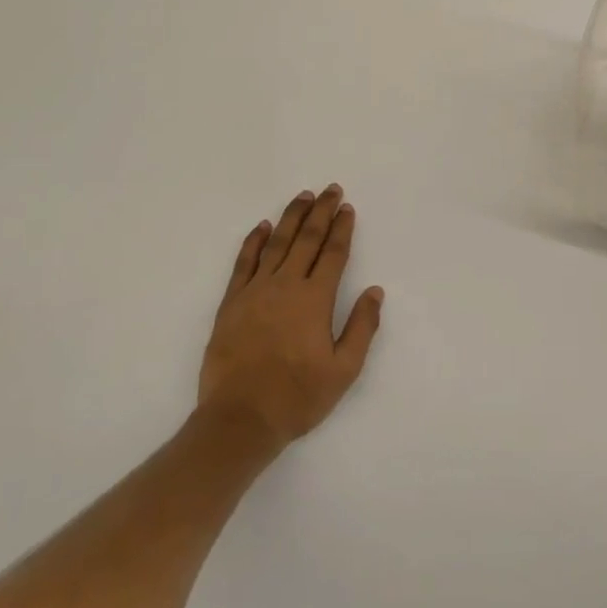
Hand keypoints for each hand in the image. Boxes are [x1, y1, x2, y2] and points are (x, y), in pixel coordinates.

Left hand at [198, 186, 383, 447]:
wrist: (240, 418)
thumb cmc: (298, 397)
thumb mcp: (343, 370)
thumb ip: (361, 327)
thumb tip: (375, 292)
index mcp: (315, 299)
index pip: (333, 254)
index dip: (342, 228)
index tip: (347, 208)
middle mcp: (286, 285)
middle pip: (307, 239)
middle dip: (321, 211)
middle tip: (330, 189)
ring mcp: (255, 291)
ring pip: (276, 243)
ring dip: (291, 217)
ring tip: (303, 196)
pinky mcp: (231, 302)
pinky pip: (244, 262)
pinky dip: (254, 241)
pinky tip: (262, 226)